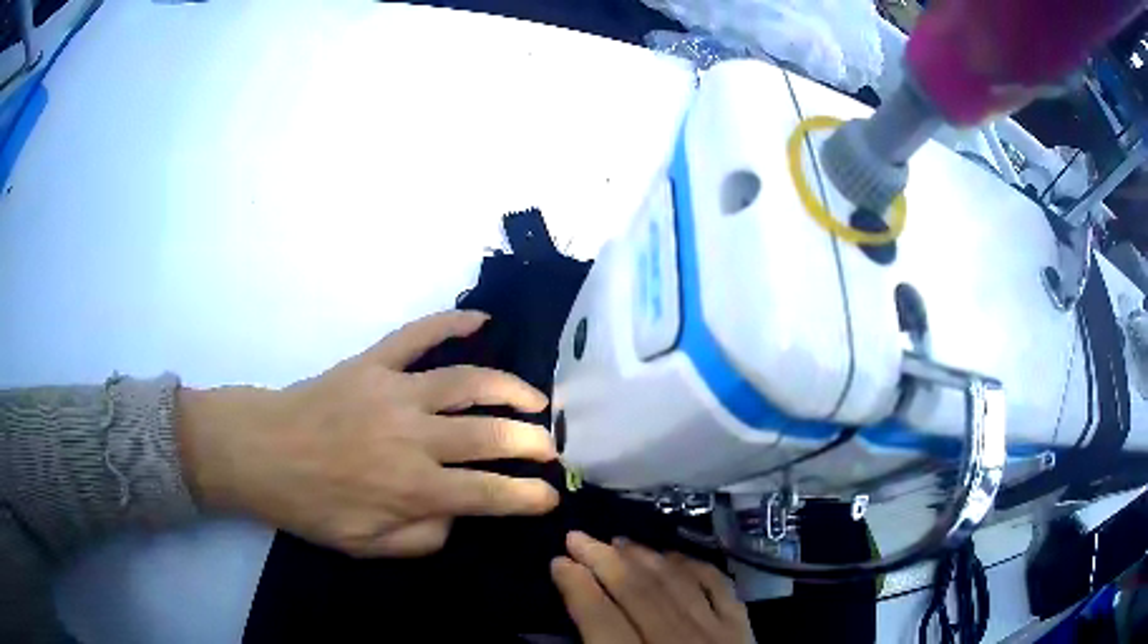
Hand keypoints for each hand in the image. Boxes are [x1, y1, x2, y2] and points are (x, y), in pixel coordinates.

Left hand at [177, 310, 559, 556]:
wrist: (259, 452)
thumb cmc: (311, 505)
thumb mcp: (367, 545)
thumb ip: (423, 538)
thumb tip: (459, 514)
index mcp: (412, 488)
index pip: (490, 494)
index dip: (528, 496)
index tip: (548, 495)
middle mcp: (413, 438)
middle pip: (491, 435)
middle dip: (533, 443)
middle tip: (550, 447)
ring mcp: (394, 391)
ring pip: (468, 382)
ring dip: (510, 389)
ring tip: (535, 399)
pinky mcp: (373, 362)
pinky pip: (418, 334)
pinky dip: (451, 322)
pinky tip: (481, 320)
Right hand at [551, 532, 753, 643]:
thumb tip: (567, 632)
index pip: (600, 619)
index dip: (576, 587)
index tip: (558, 561)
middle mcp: (676, 643)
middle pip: (636, 593)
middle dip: (603, 561)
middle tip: (578, 536)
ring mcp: (715, 632)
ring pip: (675, 583)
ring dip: (645, 558)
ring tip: (619, 541)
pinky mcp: (742, 629)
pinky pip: (719, 587)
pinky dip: (695, 567)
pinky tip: (675, 557)